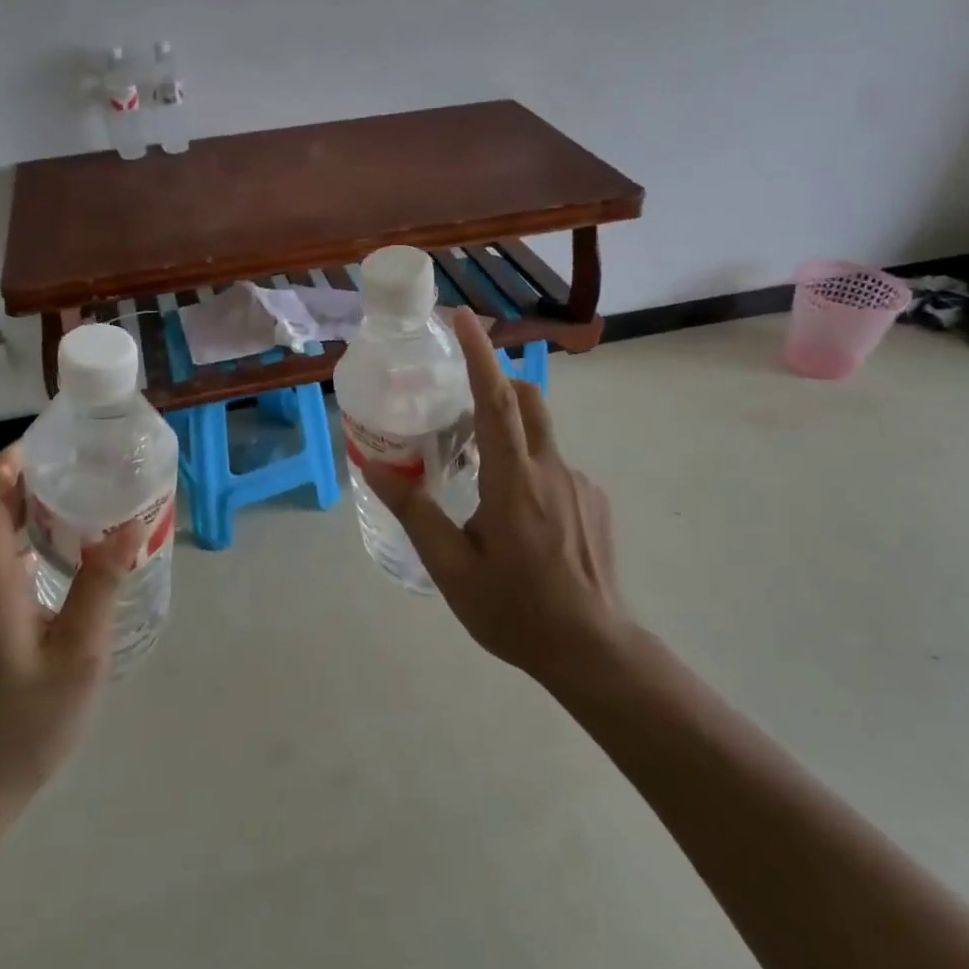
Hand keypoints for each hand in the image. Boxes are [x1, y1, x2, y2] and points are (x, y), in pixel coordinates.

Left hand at [0, 446, 139, 820]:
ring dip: (23, 527)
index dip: (10, 466)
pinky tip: (50, 578)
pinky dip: (13, 558)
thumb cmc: (26, 723)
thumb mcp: (79, 655)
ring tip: (76, 525)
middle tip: (81, 483)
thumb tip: (128, 527)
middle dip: (27, 492)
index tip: (48, 448)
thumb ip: (100, 586)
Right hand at [360, 307, 627, 689]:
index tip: (462, 317)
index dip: (480, 354)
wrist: (593, 650)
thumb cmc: (515, 610)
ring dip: (509, 435)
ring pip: (541, 437)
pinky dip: (528, 471)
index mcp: (514, 481)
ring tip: (478, 480)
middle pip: (528, 401)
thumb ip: (415, 510)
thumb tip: (373, 465)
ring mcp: (580, 485)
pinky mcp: (594, 503)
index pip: (497, 400)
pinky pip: (556, 468)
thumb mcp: (451, 567)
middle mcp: (552, 470)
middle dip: (496, 383)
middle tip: (459, 402)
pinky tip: (517, 523)